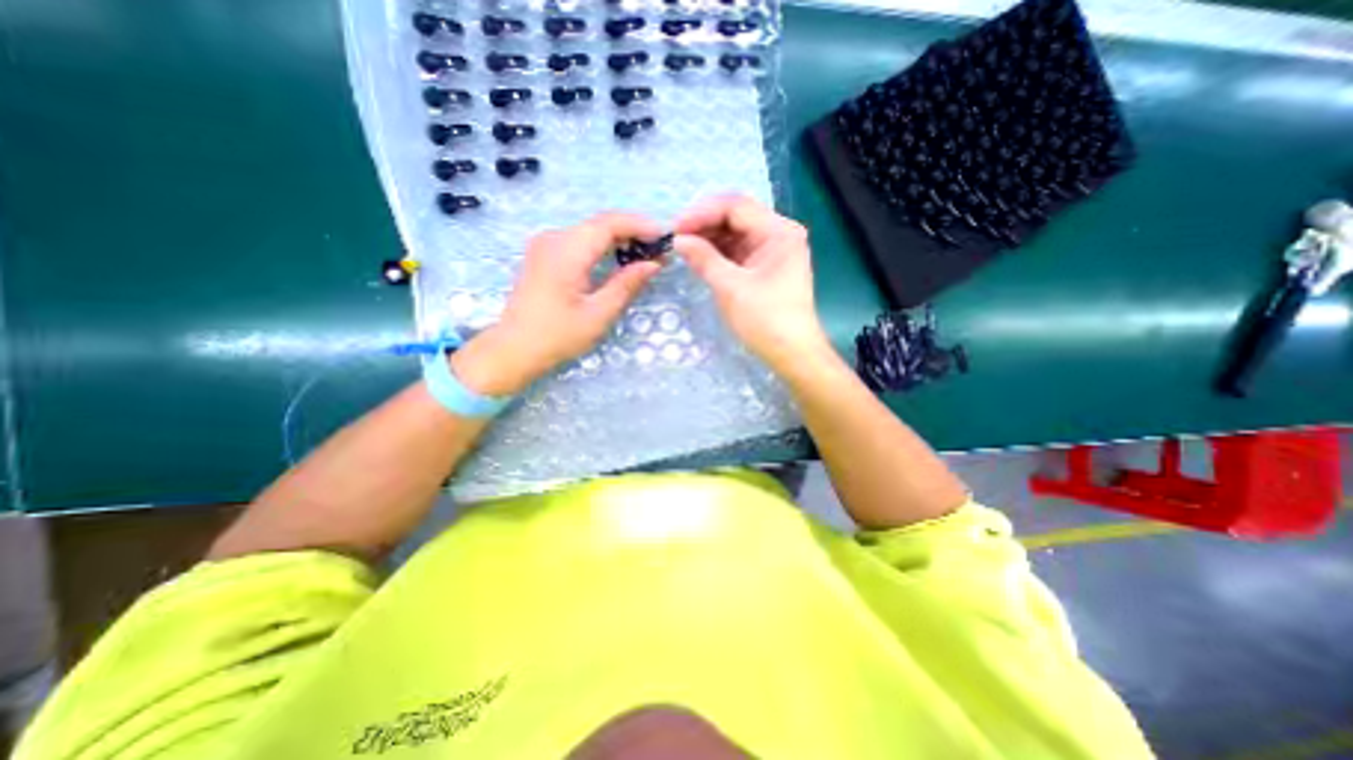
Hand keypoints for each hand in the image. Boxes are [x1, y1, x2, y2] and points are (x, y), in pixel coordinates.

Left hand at [455, 210, 665, 394]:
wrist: (514, 349)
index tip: (666, 236)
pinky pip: (580, 241)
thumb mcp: (598, 314)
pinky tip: (619, 258)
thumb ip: (627, 284)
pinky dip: (603, 246)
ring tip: (646, 253)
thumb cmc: (558, 336)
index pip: (609, 223)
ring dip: (619, 238)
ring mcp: (546, 244)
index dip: (640, 225)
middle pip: (600, 223)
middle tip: (660, 248)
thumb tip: (654, 264)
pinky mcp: (544, 254)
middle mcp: (554, 238)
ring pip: (590, 231)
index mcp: (566, 251)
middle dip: (633, 231)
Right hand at [669, 195, 830, 366]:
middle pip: (736, 216)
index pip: (735, 206)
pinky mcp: (765, 266)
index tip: (675, 228)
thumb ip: (704, 259)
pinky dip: (718, 252)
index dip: (702, 212)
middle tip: (676, 237)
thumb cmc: (765, 320)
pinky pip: (738, 250)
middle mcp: (779, 233)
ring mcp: (773, 250)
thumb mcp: (731, 288)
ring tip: (684, 247)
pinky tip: (700, 257)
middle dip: (704, 223)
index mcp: (779, 231)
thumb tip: (678, 240)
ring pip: (735, 232)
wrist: (792, 353)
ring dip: (709, 237)